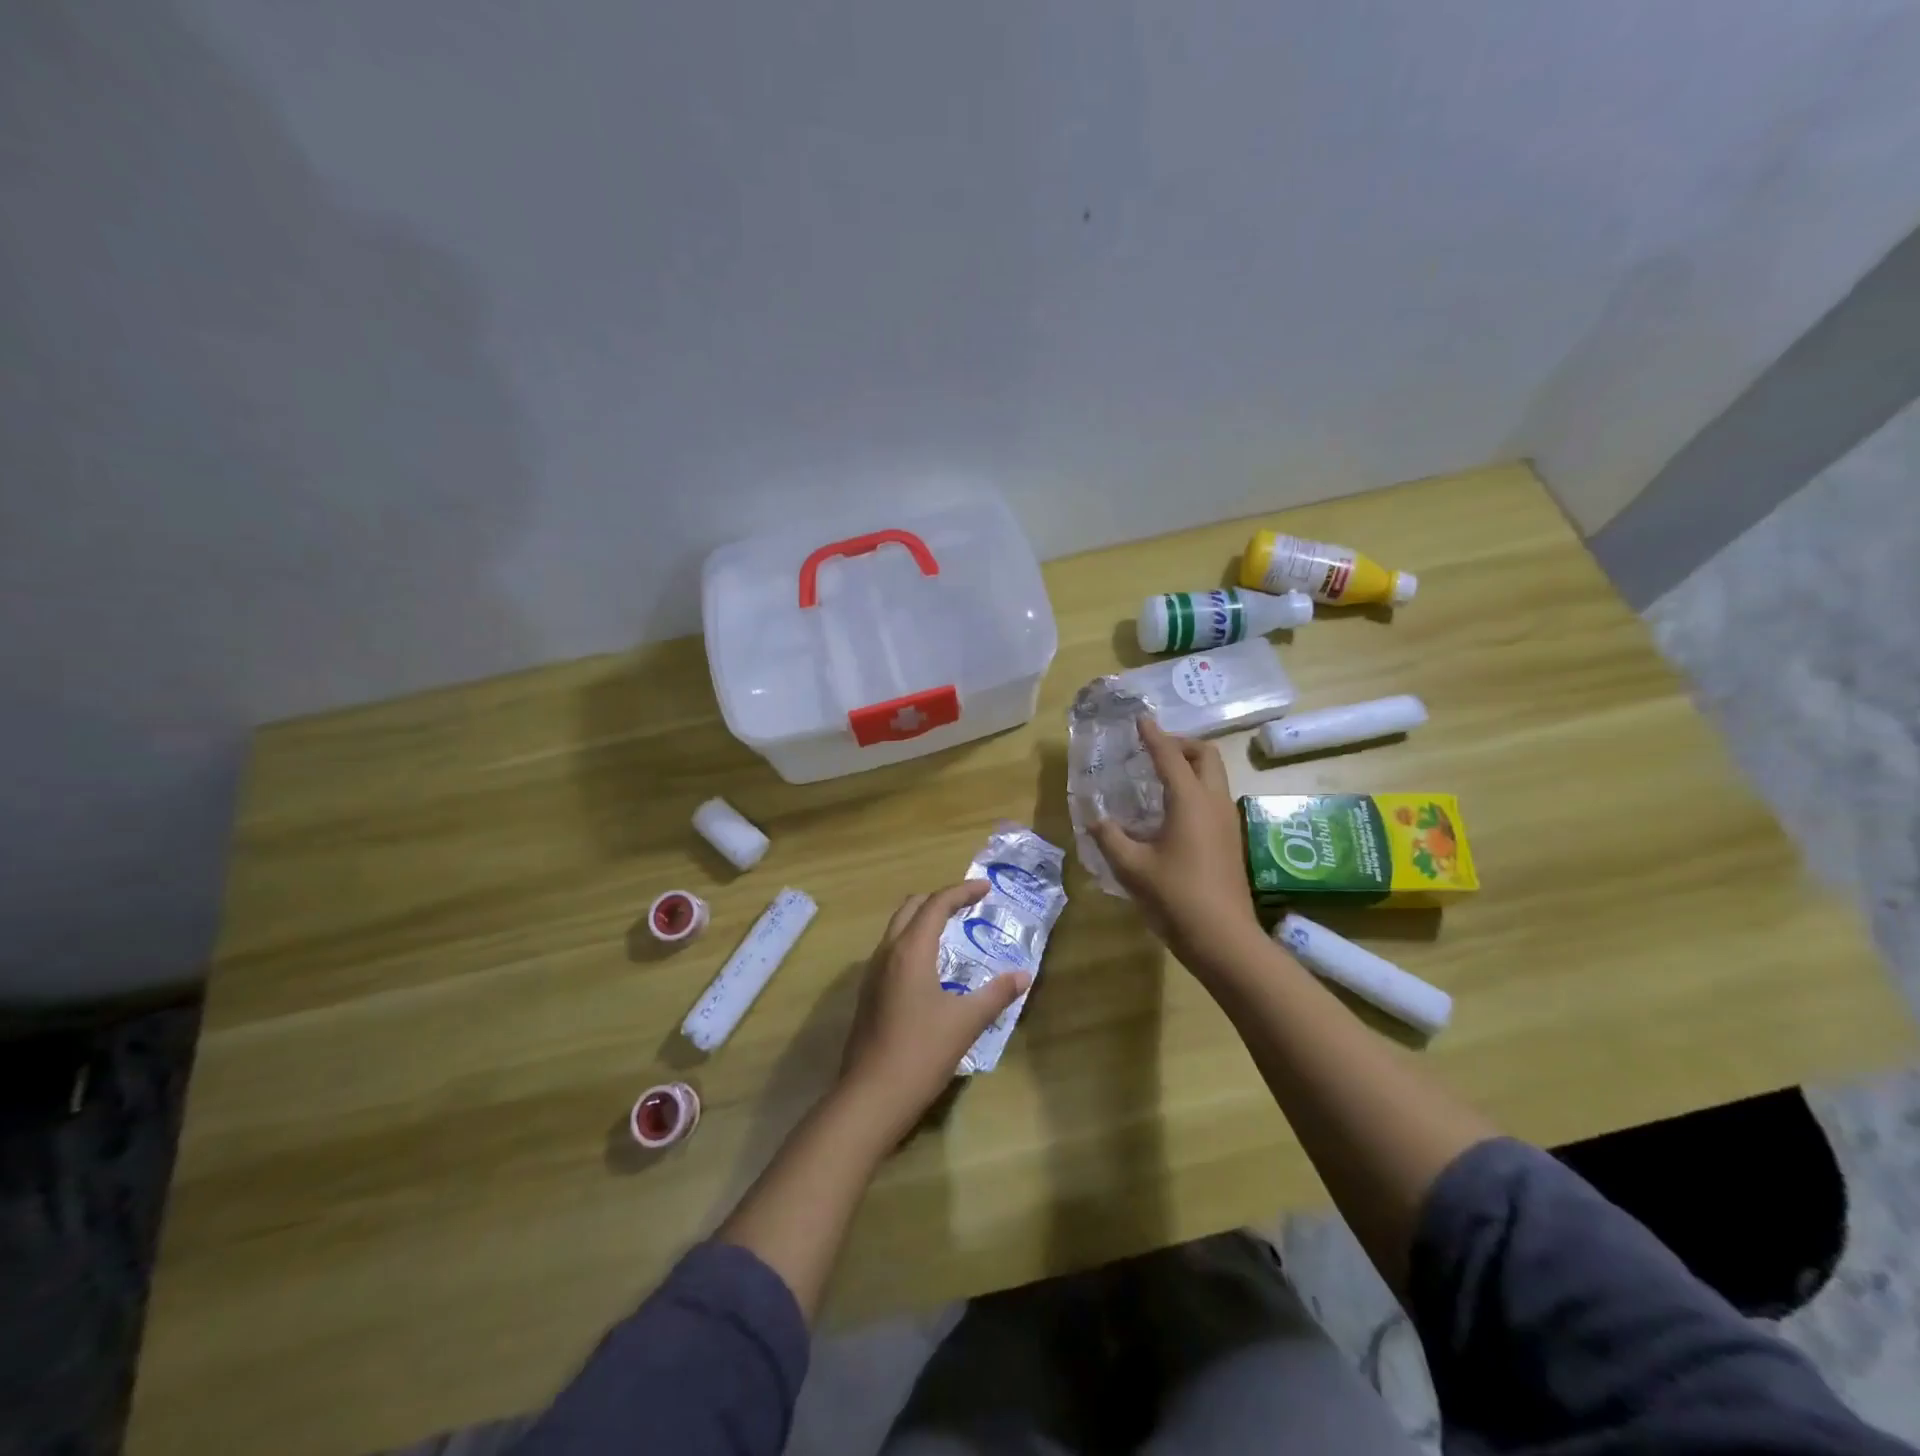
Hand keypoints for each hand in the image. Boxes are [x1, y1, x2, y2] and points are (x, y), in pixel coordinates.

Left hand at [838, 882, 1031, 1133]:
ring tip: (951, 930)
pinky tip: (930, 967)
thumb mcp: (966, 1022)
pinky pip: (891, 951)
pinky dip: (912, 942)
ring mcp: (872, 973)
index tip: (985, 888)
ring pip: (897, 928)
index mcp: (910, 950)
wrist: (871, 1096)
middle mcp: (887, 952)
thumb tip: (1023, 975)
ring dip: (923, 919)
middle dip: (940, 899)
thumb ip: (996, 994)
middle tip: (968, 905)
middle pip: (911, 907)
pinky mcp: (868, 993)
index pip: (937, 904)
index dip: (962, 891)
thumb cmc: (922, 1052)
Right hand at [1090, 717, 1264, 975]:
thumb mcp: (1132, 868)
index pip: (1170, 756)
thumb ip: (1109, 838)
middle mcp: (1214, 803)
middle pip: (1206, 755)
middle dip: (1180, 744)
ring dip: (1190, 765)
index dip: (1153, 735)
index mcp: (1190, 802)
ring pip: (1214, 776)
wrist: (1224, 938)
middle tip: (1153, 750)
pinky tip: (1170, 811)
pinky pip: (1214, 797)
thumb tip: (1094, 819)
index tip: (1140, 719)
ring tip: (1158, 776)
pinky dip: (1194, 788)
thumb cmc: (1176, 898)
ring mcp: (1227, 821)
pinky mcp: (1230, 840)